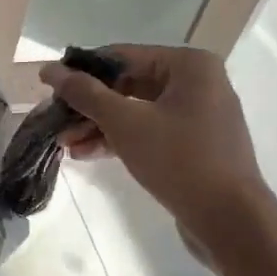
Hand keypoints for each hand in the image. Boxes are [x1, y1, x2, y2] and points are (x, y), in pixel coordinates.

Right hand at [41, 45, 271, 244]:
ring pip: (134, 110)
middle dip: (88, 106)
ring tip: (64, 144)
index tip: (48, 89)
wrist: (228, 218)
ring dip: (97, 125)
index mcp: (188, 65)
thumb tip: (50, 70)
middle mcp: (196, 82)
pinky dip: (118, 139)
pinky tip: (86, 154)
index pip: (122, 56)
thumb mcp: (125, 123)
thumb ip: (85, 94)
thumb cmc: (178, 159)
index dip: (81, 72)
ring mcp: (196, 114)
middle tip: (56, 122)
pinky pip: (147, 131)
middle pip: (127, 84)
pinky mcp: (192, 143)